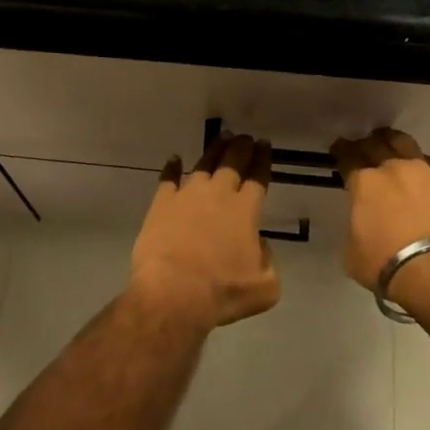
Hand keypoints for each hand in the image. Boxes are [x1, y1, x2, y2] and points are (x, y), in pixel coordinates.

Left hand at [129, 133, 281, 329]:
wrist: (174, 293)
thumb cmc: (223, 292)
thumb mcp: (265, 286)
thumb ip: (268, 261)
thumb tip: (259, 246)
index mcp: (246, 211)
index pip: (258, 177)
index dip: (263, 159)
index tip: (264, 145)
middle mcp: (218, 196)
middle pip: (232, 163)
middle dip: (241, 147)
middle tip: (245, 137)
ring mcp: (187, 196)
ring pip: (203, 165)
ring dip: (214, 151)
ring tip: (221, 139)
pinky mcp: (161, 205)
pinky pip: (168, 179)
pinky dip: (172, 168)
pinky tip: (174, 159)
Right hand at [330, 128, 429, 317]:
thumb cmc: (386, 264)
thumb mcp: (352, 251)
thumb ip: (355, 227)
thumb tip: (362, 223)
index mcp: (365, 183)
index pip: (348, 157)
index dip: (341, 151)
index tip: (338, 149)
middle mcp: (393, 169)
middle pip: (376, 144)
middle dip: (365, 144)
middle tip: (362, 147)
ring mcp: (425, 173)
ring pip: (406, 144)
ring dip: (394, 143)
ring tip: (391, 147)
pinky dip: (423, 165)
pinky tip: (422, 172)